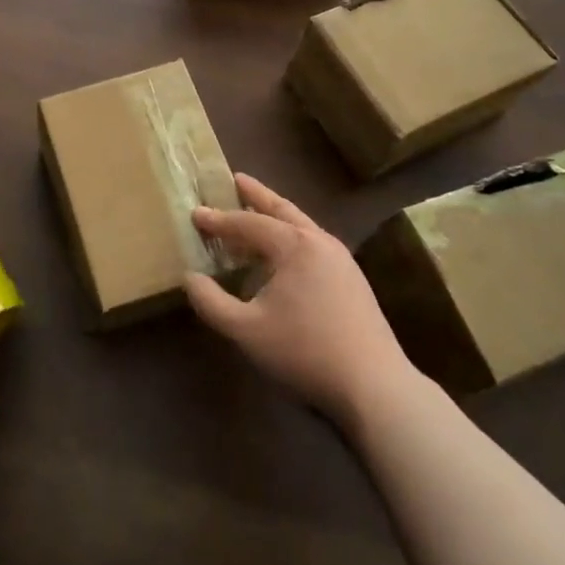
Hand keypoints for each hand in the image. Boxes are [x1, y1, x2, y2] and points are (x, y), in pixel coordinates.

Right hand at [188, 174, 414, 427]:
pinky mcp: (352, 279)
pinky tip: (282, 256)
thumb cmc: (304, 351)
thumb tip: (190, 278)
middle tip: (236, 179)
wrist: (374, 385)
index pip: (247, 223)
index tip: (195, 213)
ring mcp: (341, 259)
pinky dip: (290, 238)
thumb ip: (211, 302)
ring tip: (256, 213)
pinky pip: (313, 244)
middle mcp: (319, 241)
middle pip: (282, 210)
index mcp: (294, 245)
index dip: (219, 220)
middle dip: (257, 195)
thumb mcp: (246, 330)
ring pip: (301, 226)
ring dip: (276, 216)